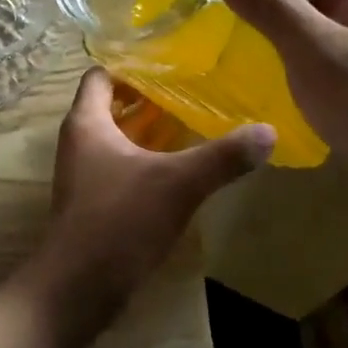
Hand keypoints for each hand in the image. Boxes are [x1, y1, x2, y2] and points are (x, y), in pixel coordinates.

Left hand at [40, 69, 272, 297]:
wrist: (78, 285)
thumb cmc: (120, 220)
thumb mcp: (177, 184)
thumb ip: (222, 157)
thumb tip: (268, 131)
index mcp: (86, 122)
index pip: (100, 75)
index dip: (130, 65)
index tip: (169, 62)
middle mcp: (78, 141)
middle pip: (110, 105)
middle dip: (147, 97)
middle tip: (190, 90)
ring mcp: (82, 173)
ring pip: (115, 137)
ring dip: (147, 130)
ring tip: (191, 123)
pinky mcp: (92, 200)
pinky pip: (118, 165)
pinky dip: (143, 159)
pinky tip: (177, 168)